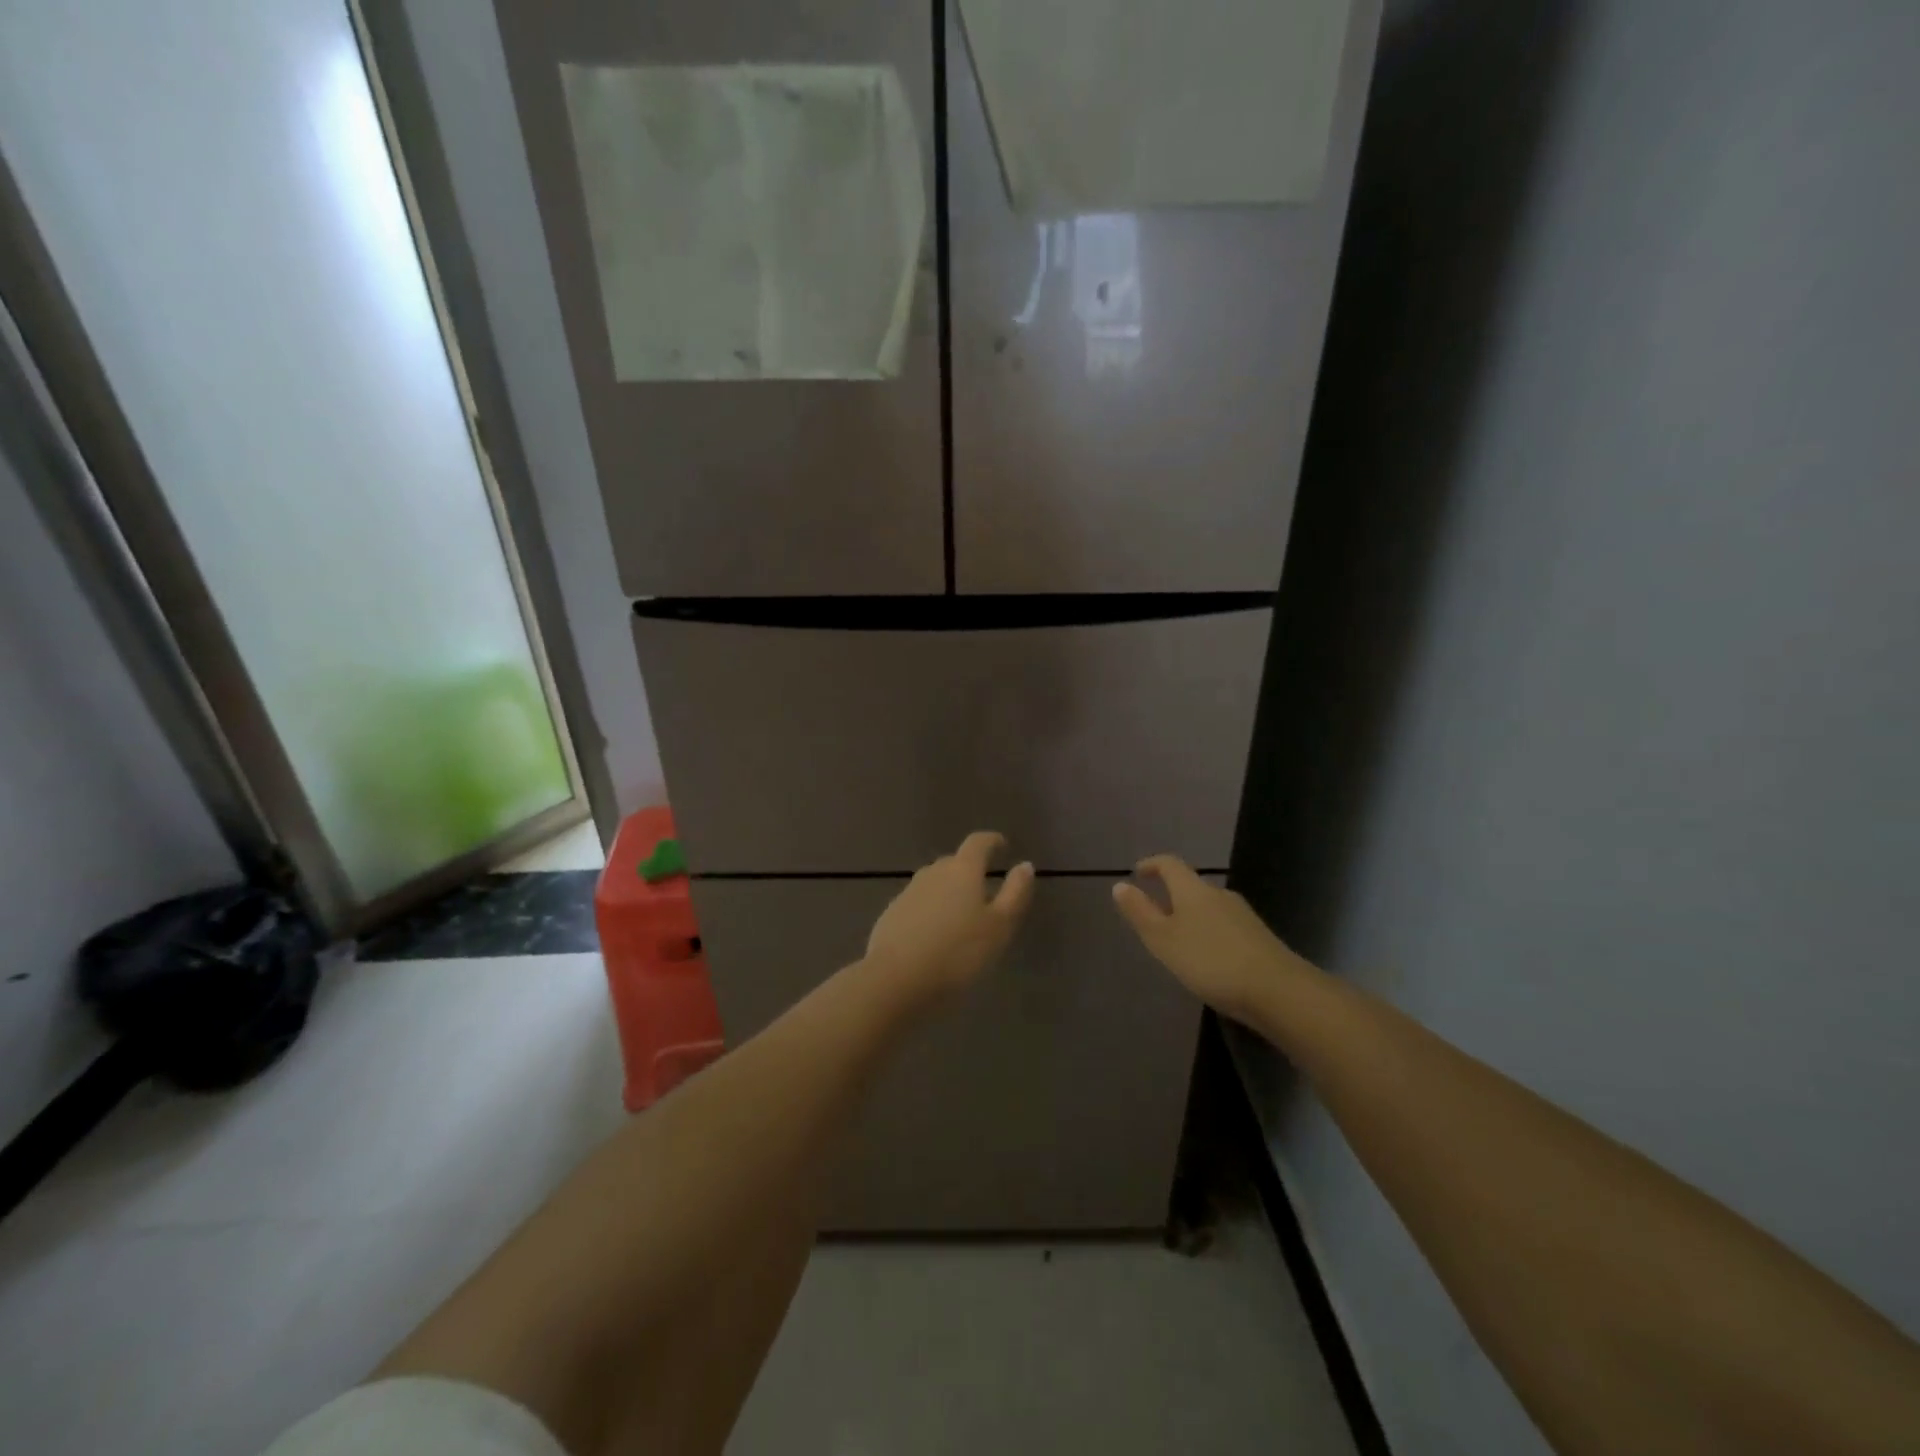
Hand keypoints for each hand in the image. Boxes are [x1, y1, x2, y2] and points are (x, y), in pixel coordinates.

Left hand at [866, 832, 1034, 997]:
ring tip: (961, 916)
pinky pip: (918, 905)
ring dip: (949, 893)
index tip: (1002, 845)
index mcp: (962, 870)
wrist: (894, 979)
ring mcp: (908, 892)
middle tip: (985, 892)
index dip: (992, 841)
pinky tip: (934, 935)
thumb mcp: (999, 927)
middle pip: (954, 863)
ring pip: (934, 884)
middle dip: (970, 871)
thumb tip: (1025, 865)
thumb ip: (1015, 893)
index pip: (979, 843)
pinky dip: (930, 912)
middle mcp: (933, 872)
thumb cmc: (957, 952)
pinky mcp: (891, 914)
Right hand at [1112, 855, 1306, 1019]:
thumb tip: (1120, 884)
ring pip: (1209, 907)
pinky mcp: (1258, 938)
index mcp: (1193, 890)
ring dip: (1190, 916)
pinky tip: (1208, 958)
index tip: (1138, 872)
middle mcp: (1219, 895)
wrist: (1279, 991)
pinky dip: (1209, 933)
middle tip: (1153, 915)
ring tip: (1178, 940)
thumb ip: (1141, 912)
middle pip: (1191, 886)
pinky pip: (1224, 926)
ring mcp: (1243, 916)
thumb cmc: (1211, 961)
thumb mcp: (1164, 940)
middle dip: (1171, 895)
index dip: (1152, 864)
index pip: (1170, 864)